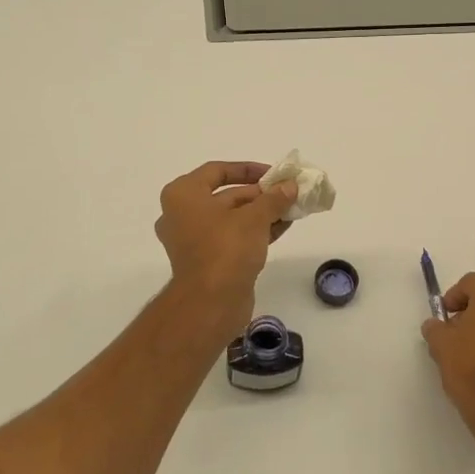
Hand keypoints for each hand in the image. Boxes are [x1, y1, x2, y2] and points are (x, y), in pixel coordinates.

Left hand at [154, 161, 295, 331]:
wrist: (210, 304)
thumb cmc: (226, 249)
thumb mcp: (255, 217)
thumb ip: (274, 198)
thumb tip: (291, 186)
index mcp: (183, 195)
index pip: (217, 171)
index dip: (247, 169)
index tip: (273, 174)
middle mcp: (183, 214)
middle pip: (226, 195)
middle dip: (260, 194)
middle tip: (287, 192)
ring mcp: (194, 240)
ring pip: (232, 218)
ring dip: (261, 212)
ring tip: (291, 207)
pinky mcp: (207, 261)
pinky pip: (232, 237)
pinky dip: (255, 230)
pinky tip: (283, 226)